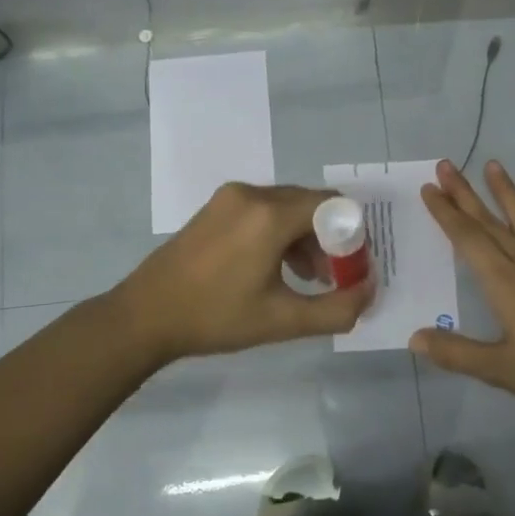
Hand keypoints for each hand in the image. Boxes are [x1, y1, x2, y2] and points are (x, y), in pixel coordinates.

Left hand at [113, 182, 373, 365]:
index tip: (350, 270)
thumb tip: (369, 291)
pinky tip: (276, 269)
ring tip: (307, 279)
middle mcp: (252, 194)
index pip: (334, 206)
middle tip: (333, 278)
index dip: (352, 236)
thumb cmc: (216, 318)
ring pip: (287, 207)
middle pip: (311, 205)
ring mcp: (230, 198)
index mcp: (270, 214)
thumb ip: (337, 309)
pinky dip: (280, 233)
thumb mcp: (283, 321)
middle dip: (330, 239)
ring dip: (305, 238)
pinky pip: (264, 210)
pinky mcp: (216, 206)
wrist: (145, 316)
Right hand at [412, 160, 514, 417]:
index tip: (429, 189)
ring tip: (494, 165)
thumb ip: (455, 353)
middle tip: (446, 166)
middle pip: (491, 224)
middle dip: (465, 195)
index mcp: (504, 282)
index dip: (446, 213)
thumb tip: (415, 338)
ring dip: (509, 194)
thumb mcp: (498, 369)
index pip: (468, 239)